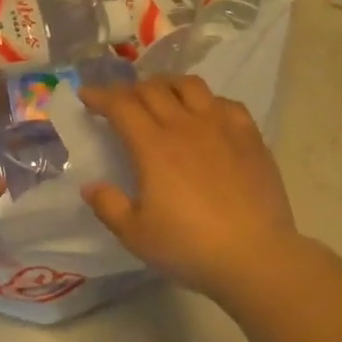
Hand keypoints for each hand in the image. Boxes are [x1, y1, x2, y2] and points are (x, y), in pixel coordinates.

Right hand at [79, 78, 299, 302]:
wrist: (255, 256)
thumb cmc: (188, 247)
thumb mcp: (135, 235)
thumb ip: (108, 206)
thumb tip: (90, 186)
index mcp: (153, 147)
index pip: (121, 105)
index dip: (100, 95)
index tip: (87, 95)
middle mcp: (186, 126)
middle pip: (153, 89)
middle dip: (129, 89)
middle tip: (120, 101)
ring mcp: (222, 127)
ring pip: (191, 86)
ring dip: (167, 84)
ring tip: (160, 95)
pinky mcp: (250, 137)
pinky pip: (225, 103)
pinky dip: (207, 101)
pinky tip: (205, 115)